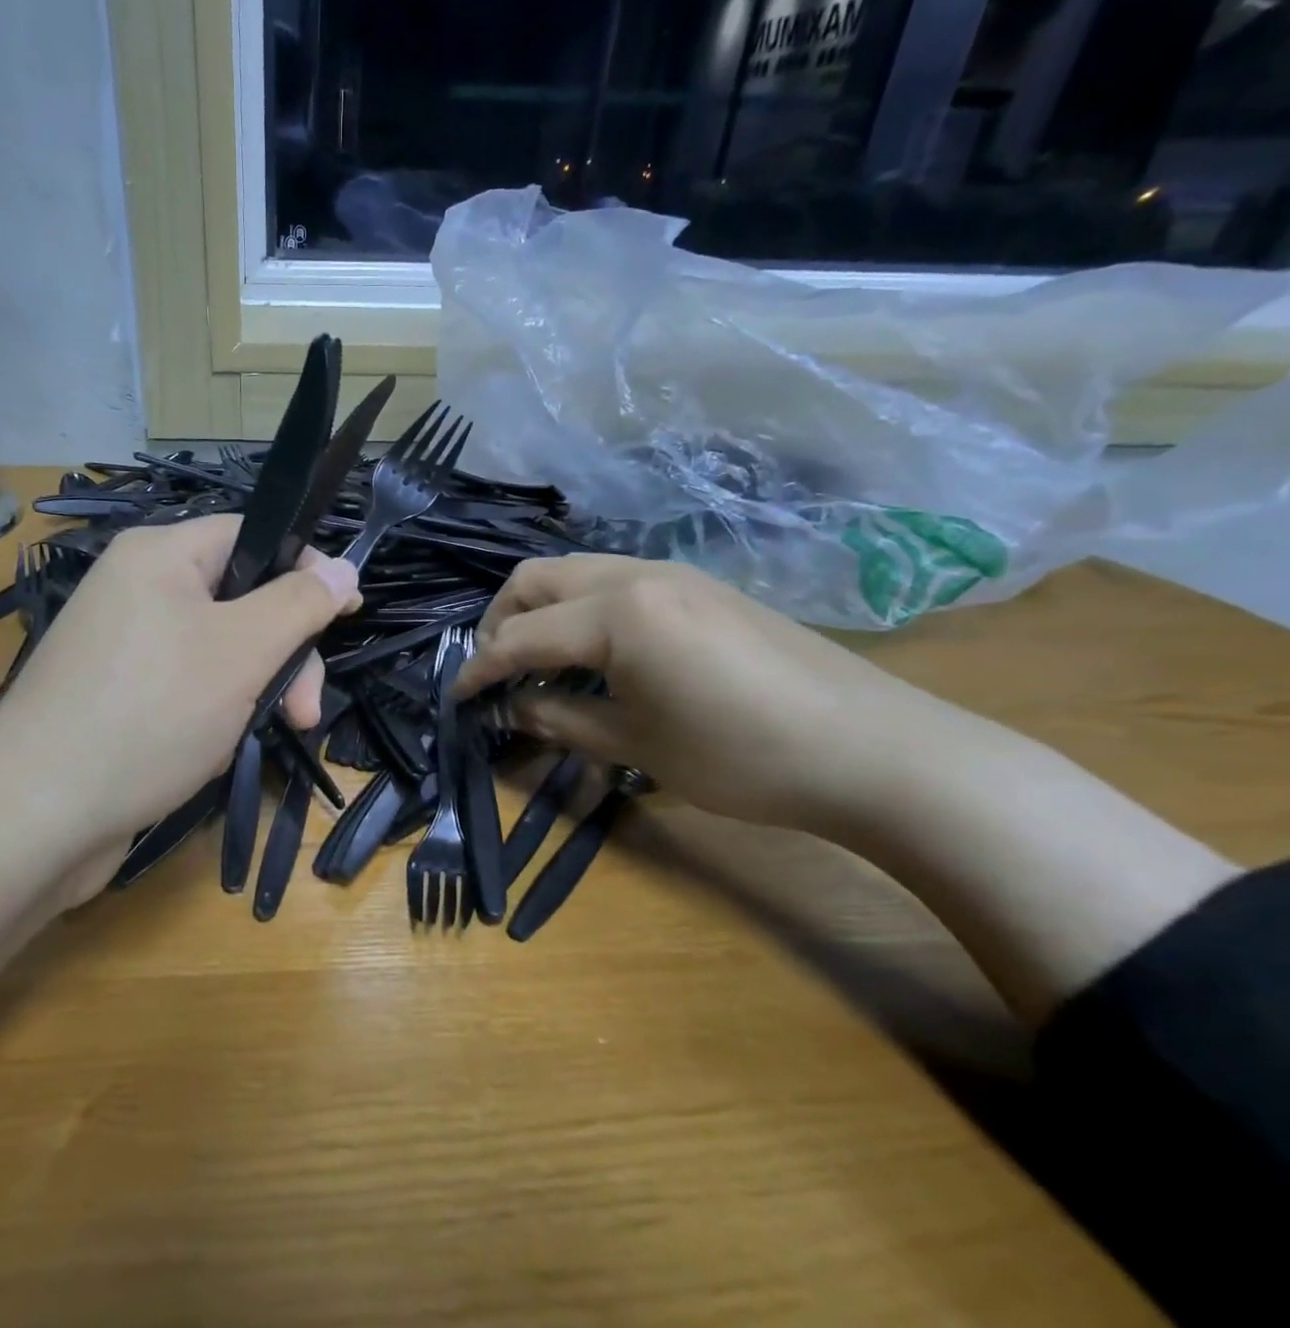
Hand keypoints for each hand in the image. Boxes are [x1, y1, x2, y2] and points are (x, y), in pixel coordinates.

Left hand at [0, 516, 360, 877]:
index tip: (346, 614)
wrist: (36, 815)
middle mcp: (138, 589)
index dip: (305, 568)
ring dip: (254, 689)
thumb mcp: (243, 650)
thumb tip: (345, 568)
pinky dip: (215, 712)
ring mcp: (124, 645)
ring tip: (263, 734)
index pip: (251, 535)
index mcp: (160, 555)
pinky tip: (216, 748)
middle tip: (307, 711)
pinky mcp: (118, 695)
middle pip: (241, 599)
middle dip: (284, 653)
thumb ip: (300, 604)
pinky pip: (188, 685)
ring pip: (219, 650)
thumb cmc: (151, 713)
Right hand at [453, 555, 968, 835]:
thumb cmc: (740, 756)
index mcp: (615, 612)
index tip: (457, 699)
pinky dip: (582, 609)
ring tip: (541, 664)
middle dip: (501, 621)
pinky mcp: (701, 586)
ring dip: (542, 610)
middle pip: (536, 578)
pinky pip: (615, 581)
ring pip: (575, 571)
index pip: (519, 635)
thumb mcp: (636, 746)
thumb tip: (511, 707)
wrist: (870, 749)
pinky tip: (597, 654)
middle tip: (497, 673)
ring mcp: (673, 573)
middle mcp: (635, 574)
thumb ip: (560, 718)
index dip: (480, 669)